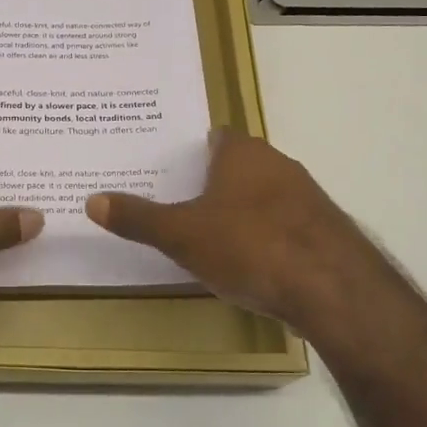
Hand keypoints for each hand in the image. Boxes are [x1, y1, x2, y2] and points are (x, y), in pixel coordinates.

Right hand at [85, 129, 386, 332]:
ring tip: (211, 237)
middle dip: (213, 183)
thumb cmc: (250, 246)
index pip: (215, 137)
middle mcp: (279, 165)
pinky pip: (286, 226)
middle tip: (180, 203)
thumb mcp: (182, 235)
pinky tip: (253, 265)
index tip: (169, 169)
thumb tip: (92, 200)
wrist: (334, 289)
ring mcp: (308, 198)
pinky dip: (268, 237)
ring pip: (265, 196)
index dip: (192, 151)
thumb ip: (138, 218)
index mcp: (242, 154)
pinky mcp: (326, 232)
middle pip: (239, 166)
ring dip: (243, 211)